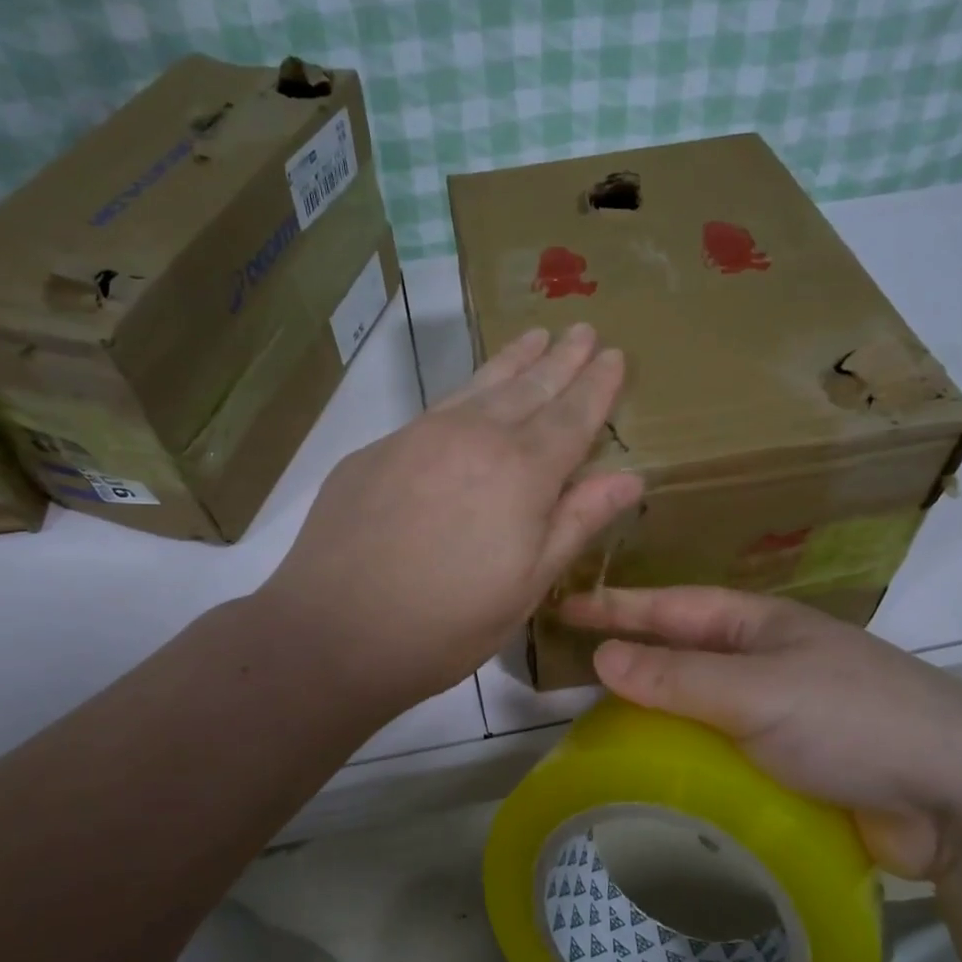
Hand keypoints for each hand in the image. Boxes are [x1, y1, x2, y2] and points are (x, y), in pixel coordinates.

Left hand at [259, 324, 641, 714]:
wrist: (332, 633)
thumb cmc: (446, 625)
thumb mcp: (527, 585)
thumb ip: (576, 523)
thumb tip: (629, 477)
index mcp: (521, 472)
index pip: (572, 416)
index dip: (597, 385)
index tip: (614, 354)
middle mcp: (473, 437)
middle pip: (529, 388)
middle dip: (561, 359)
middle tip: (583, 329)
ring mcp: (418, 437)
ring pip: (479, 386)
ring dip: (514, 361)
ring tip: (537, 337)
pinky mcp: (377, 450)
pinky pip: (437, 409)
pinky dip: (467, 391)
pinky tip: (472, 393)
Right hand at [560, 586, 961, 879]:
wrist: (960, 797)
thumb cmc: (854, 721)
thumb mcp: (757, 692)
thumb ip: (678, 677)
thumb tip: (602, 656)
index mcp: (761, 626)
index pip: (673, 606)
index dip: (618, 606)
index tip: (564, 607)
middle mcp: (768, 661)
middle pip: (684, 654)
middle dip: (632, 658)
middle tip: (573, 673)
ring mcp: (784, 713)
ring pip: (702, 706)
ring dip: (659, 714)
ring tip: (601, 731)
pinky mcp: (795, 764)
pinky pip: (725, 752)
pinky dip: (691, 759)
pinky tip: (661, 778)